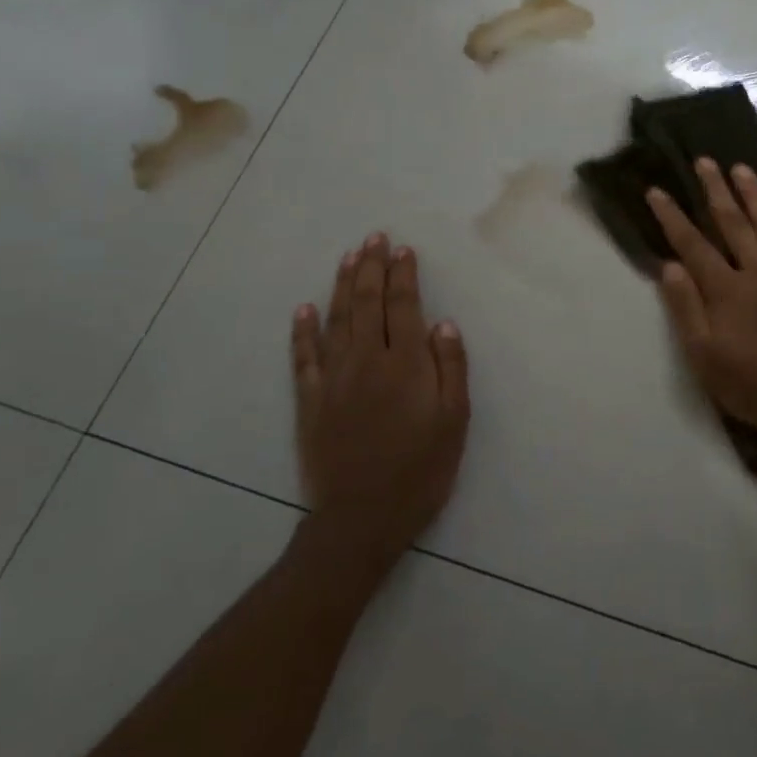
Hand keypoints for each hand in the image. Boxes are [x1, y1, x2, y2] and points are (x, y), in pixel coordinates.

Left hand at [289, 233, 469, 589]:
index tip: (403, 249)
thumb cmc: (420, 469)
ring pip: (336, 319)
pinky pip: (303, 356)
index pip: (404, 306)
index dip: (403, 275)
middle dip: (371, 267)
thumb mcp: (454, 421)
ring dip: (342, 285)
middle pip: (367, 303)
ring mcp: (333, 378)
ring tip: (348, 257)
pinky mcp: (309, 400)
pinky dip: (303, 330)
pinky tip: (304, 308)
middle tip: (374, 238)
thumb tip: (443, 323)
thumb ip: (450, 368)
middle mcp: (367, 360)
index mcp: (406, 364)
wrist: (361, 518)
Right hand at [647, 159, 756, 452]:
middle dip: (715, 191)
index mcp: (727, 290)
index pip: (693, 245)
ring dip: (755, 195)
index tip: (657, 190)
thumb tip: (670, 265)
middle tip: (705, 161)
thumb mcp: (704, 357)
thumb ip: (686, 308)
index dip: (672, 217)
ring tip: (742, 169)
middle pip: (733, 223)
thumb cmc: (752, 386)